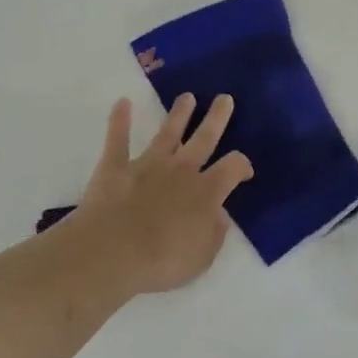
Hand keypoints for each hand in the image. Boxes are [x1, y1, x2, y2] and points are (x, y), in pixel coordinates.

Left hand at [67, 94, 253, 296]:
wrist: (113, 252)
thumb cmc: (162, 261)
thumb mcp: (202, 257)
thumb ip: (214, 234)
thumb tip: (220, 215)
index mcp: (206, 193)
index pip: (232, 168)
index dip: (242, 165)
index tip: (244, 170)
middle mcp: (181, 171)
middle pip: (204, 138)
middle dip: (216, 118)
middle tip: (224, 99)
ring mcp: (147, 165)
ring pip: (167, 133)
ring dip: (178, 114)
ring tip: (187, 97)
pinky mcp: (115, 167)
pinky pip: (118, 139)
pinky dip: (119, 120)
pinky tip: (122, 103)